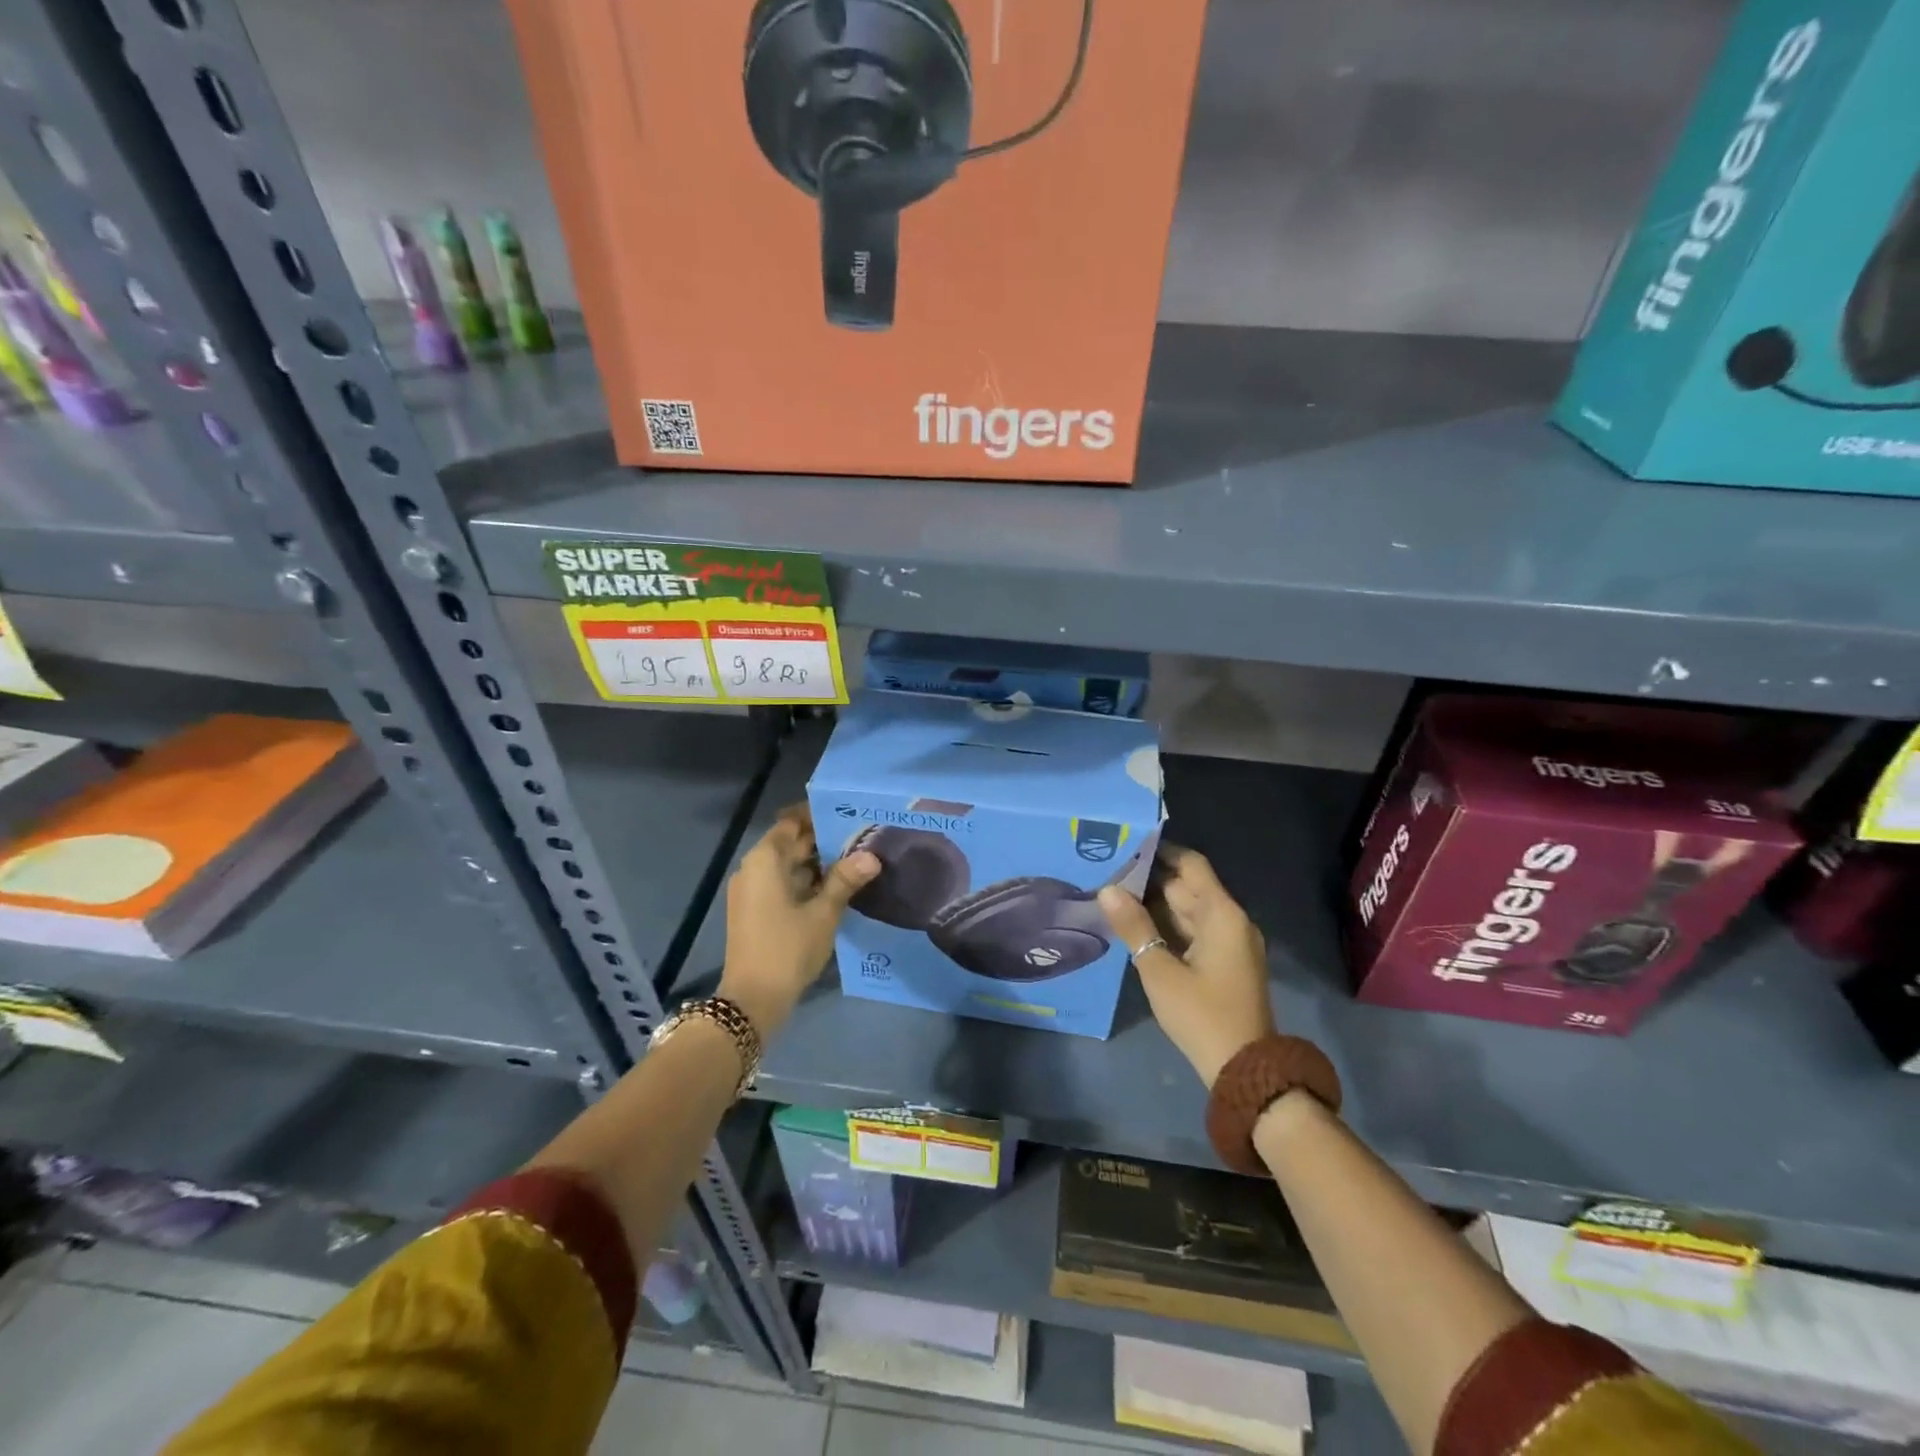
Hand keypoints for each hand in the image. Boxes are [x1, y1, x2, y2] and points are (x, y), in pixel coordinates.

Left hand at [719, 803, 879, 1036]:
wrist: (752, 1000)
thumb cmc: (787, 948)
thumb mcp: (823, 913)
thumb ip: (845, 880)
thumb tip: (871, 855)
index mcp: (765, 860)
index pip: (792, 823)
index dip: (818, 816)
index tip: (848, 812)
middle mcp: (753, 869)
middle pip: (790, 844)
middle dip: (823, 841)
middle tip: (861, 837)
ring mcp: (751, 891)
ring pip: (788, 866)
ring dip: (817, 864)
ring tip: (856, 859)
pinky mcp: (755, 911)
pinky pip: (782, 884)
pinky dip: (806, 882)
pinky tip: (836, 888)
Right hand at [1098, 844, 1271, 1087]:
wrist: (1245, 1071)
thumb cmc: (1202, 1015)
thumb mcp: (1160, 970)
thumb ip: (1134, 926)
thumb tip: (1107, 889)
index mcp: (1222, 914)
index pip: (1190, 865)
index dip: (1160, 851)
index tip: (1125, 844)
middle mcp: (1230, 921)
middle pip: (1188, 886)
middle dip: (1149, 878)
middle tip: (1107, 870)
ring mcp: (1230, 944)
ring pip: (1188, 910)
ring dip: (1155, 903)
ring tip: (1113, 894)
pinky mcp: (1224, 964)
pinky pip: (1193, 931)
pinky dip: (1167, 925)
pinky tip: (1135, 926)